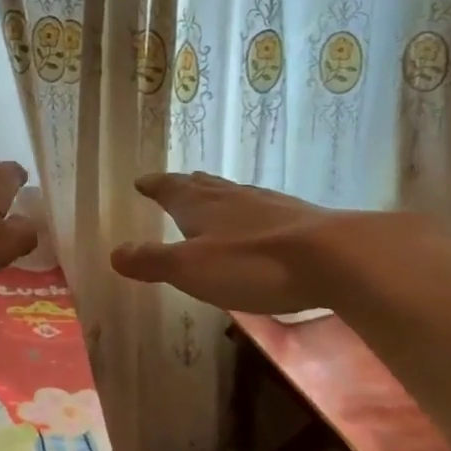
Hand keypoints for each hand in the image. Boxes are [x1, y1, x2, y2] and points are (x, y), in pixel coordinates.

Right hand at [109, 171, 383, 312]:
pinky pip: (263, 208)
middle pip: (203, 186)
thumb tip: (114, 253)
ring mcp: (269, 206)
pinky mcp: (299, 220)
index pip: (170, 190)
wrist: (336, 258)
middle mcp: (232, 198)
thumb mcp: (191, 268)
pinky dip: (250, 211)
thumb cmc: (253, 264)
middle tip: (174, 182)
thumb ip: (152, 261)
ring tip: (211, 195)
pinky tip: (259, 220)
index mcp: (201, 207)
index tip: (142, 181)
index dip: (155, 186)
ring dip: (217, 194)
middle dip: (184, 186)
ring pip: (234, 194)